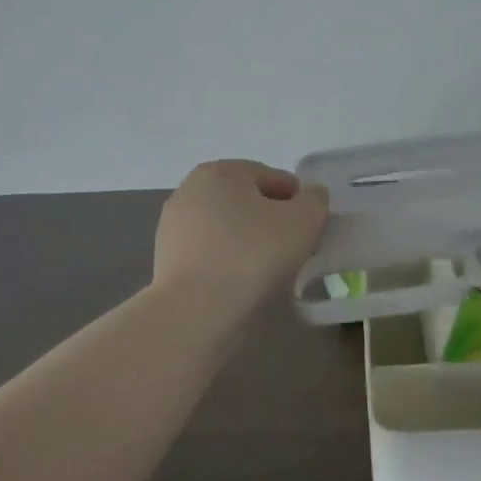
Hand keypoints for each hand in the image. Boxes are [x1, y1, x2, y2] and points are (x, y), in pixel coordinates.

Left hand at [154, 159, 329, 309]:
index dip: (299, 204)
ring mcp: (174, 224)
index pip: (275, 179)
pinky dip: (227, 260)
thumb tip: (310, 196)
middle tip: (292, 250)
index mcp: (222, 170)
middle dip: (271, 220)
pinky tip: (239, 282)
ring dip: (248, 241)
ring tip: (267, 271)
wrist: (194, 311)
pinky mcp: (165, 257)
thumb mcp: (303, 221)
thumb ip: (315, 200)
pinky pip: (209, 251)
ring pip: (227, 227)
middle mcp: (192, 188)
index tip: (310, 232)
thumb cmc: (252, 255)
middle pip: (248, 201)